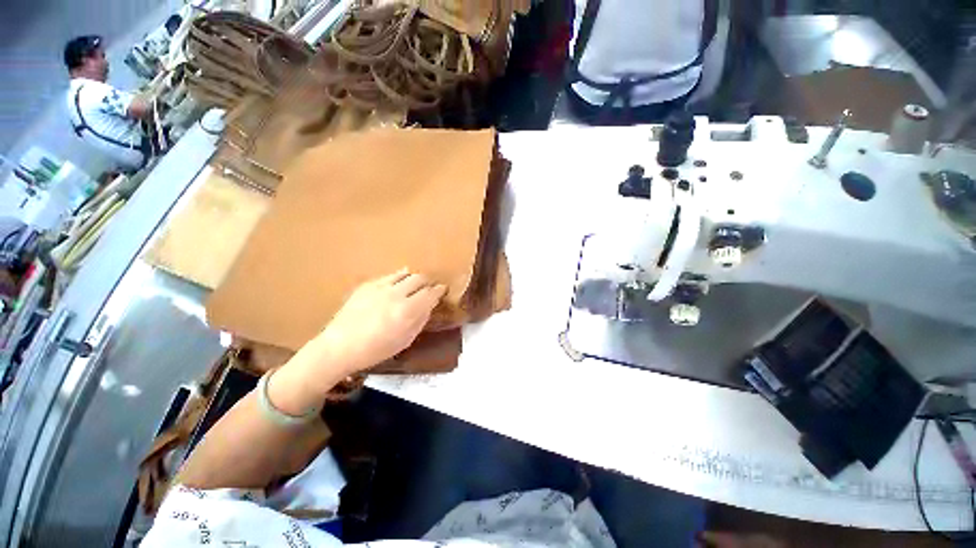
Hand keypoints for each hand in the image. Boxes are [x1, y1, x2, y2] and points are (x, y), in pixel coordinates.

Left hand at [313, 269, 446, 376]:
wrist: (339, 347)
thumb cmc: (375, 350)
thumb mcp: (405, 340)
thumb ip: (420, 320)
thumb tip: (428, 306)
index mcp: (407, 310)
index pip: (430, 293)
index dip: (439, 290)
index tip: (443, 289)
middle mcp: (396, 294)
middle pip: (419, 278)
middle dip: (428, 282)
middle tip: (429, 287)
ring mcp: (380, 287)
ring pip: (405, 274)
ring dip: (413, 278)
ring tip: (414, 284)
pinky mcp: (367, 285)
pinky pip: (388, 276)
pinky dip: (397, 278)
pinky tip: (396, 284)